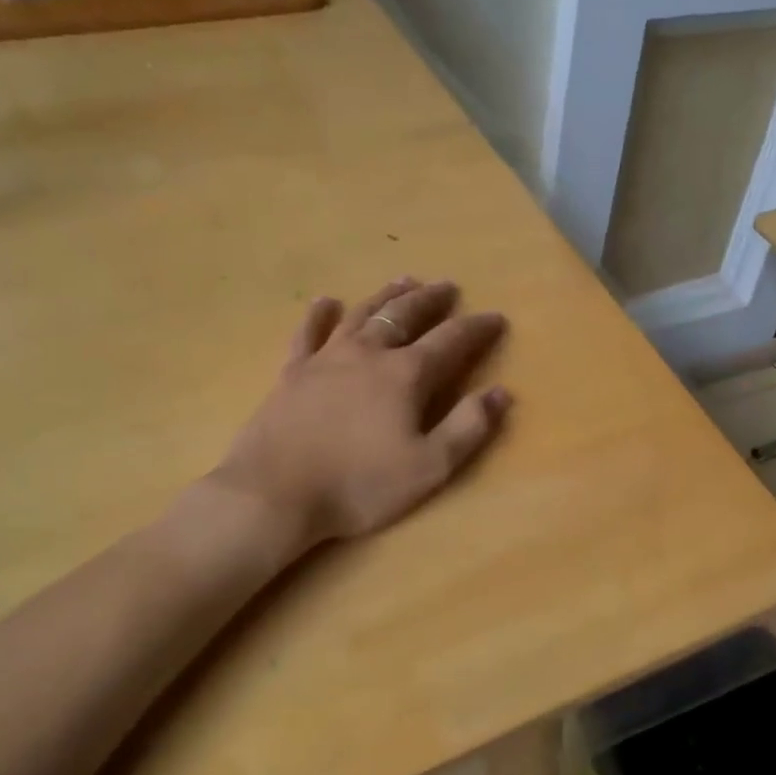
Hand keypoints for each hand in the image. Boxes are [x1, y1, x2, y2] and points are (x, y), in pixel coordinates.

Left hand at [210, 278, 511, 548]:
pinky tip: (324, 302)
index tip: (496, 317)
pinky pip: (308, 333)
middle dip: (431, 300)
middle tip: (447, 286)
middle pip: (405, 315)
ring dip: (386, 296)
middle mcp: (368, 354)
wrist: (274, 494)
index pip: (451, 340)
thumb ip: (468, 428)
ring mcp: (326, 359)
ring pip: (362, 314)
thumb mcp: (428, 467)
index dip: (477, 327)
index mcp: (405, 375)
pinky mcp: (292, 373)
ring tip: (404, 281)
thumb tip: (501, 392)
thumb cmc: (358, 484)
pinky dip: (318, 315)